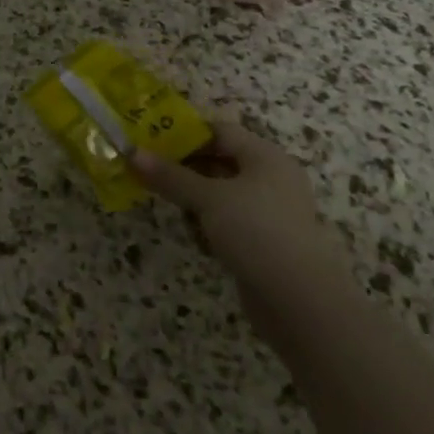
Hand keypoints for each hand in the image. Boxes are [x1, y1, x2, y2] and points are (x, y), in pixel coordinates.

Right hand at [132, 120, 344, 309]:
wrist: (301, 302)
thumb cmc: (256, 231)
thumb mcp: (208, 198)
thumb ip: (170, 176)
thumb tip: (132, 152)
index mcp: (266, 157)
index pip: (220, 131)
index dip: (186, 133)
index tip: (150, 140)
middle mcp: (271, 179)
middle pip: (220, 162)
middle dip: (184, 167)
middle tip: (147, 170)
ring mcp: (270, 213)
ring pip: (222, 194)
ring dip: (194, 198)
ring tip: (163, 202)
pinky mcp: (265, 243)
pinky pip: (229, 222)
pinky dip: (209, 224)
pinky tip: (192, 235)